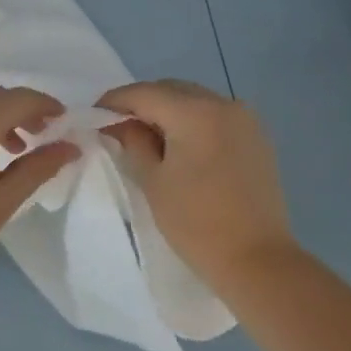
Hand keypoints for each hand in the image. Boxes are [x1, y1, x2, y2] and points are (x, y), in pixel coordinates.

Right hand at [98, 79, 294, 286]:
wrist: (257, 261)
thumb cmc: (196, 223)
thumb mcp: (153, 181)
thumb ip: (132, 142)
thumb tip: (121, 123)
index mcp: (195, 112)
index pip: (144, 93)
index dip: (114, 101)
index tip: (94, 115)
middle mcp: (223, 104)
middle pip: (171, 90)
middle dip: (142, 103)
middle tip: (117, 126)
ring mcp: (245, 119)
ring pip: (194, 100)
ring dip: (167, 110)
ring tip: (146, 137)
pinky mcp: (256, 137)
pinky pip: (214, 115)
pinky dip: (191, 121)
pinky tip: (179, 145)